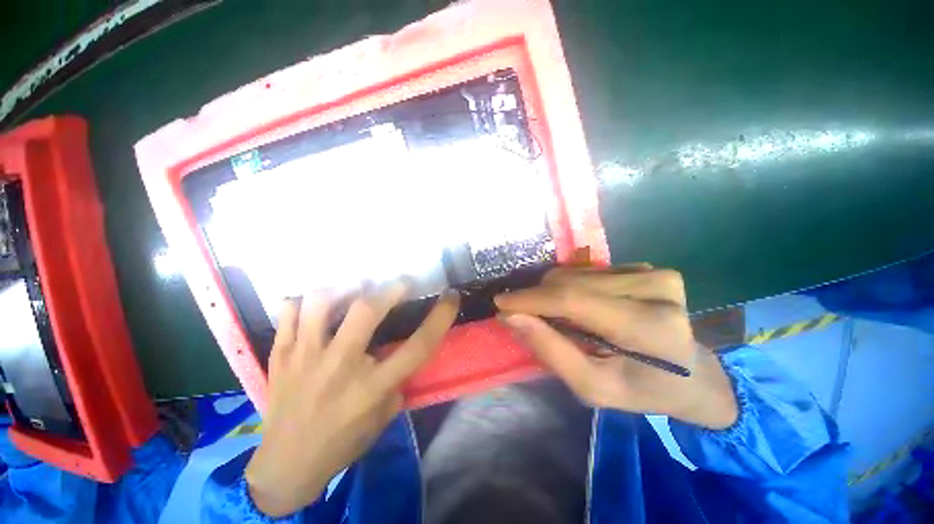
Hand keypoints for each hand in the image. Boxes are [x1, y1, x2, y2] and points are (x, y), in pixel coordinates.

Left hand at [245, 282, 459, 516]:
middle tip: (402, 282)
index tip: (451, 296)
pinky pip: (289, 311)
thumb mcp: (384, 417)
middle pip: (366, 311)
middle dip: (391, 288)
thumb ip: (397, 379)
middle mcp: (339, 367)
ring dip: (345, 289)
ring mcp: (304, 357)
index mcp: (371, 388)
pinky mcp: (280, 355)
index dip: (440, 317)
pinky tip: (317, 306)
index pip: (417, 346)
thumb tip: (400, 347)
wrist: (285, 466)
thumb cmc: (342, 442)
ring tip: (357, 289)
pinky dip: (304, 301)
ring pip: (321, 303)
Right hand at [495, 266, 737, 429]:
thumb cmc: (640, 389)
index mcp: (649, 329)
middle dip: (539, 299)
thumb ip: (551, 350)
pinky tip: (584, 307)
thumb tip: (510, 316)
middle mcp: (656, 290)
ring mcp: (656, 274)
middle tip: (528, 318)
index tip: (500, 303)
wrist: (691, 375)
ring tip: (561, 318)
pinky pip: (589, 271)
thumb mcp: (592, 387)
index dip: (531, 299)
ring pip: (575, 273)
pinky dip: (574, 288)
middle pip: (571, 282)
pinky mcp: (649, 268)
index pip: (575, 301)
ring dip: (556, 294)